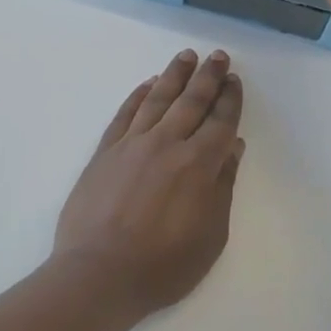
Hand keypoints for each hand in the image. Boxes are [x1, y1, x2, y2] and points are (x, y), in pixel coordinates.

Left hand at [52, 49, 245, 320]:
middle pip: (192, 101)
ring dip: (174, 75)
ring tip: (186, 56)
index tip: (234, 79)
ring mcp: (132, 144)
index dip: (230, 99)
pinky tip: (147, 84)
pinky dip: (138, 95)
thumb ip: (223, 186)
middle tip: (217, 55)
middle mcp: (167, 143)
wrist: (97, 275)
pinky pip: (125, 114)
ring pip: (158, 98)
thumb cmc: (162, 265)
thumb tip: (232, 146)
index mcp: (198, 164)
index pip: (220, 121)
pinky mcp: (105, 152)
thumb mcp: (210, 235)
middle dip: (208, 76)